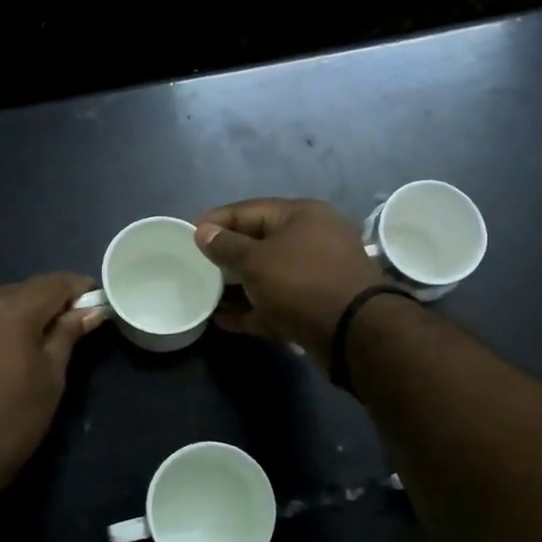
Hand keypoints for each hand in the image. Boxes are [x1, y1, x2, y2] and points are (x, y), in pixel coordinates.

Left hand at [0, 273, 106, 506]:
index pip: (55, 283)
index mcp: (8, 309)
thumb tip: (92, 310)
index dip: (81, 289)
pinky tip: (7, 351)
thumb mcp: (51, 377)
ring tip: (41, 341)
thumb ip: (68, 334)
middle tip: (73, 327)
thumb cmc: (12, 421)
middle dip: (51, 302)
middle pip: (24, 289)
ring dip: (22, 313)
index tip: (98, 304)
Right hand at [193, 199, 383, 355]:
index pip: (250, 210)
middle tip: (195, 266)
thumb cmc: (301, 282)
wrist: (353, 331)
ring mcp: (316, 275)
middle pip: (260, 243)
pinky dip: (252, 309)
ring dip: (237, 287)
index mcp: (301, 215)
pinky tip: (223, 320)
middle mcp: (312, 239)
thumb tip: (203, 231)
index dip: (217, 220)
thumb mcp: (256, 260)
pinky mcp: (315, 307)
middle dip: (227, 256)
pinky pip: (276, 303)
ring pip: (268, 276)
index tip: (188, 234)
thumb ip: (226, 246)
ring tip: (205, 295)